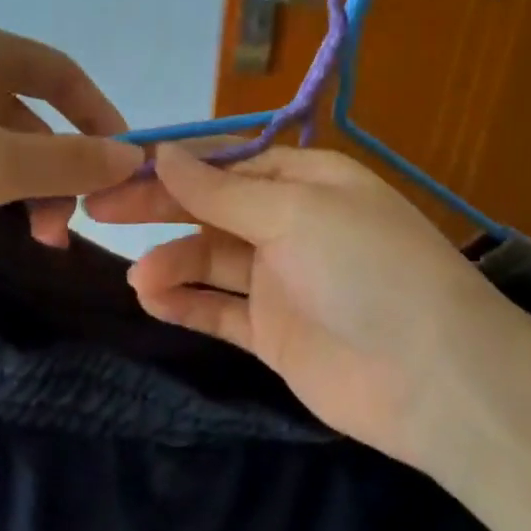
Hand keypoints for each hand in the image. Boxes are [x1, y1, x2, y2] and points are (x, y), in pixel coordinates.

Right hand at [86, 145, 521, 461]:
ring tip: (139, 278)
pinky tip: (153, 299)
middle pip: (212, 211)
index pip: (228, 165)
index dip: (175, 167)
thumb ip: (221, 190)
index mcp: (308, 182)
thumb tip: (163, 154)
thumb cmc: (366, 269)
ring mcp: (282, 283)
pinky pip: (218, 311)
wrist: (432, 376)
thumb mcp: (294, 212)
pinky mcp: (272, 334)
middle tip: (98, 211)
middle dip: (159, 210)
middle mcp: (292, 226)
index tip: (120, 170)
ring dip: (171, 263)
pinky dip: (185, 303)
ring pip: (210, 262)